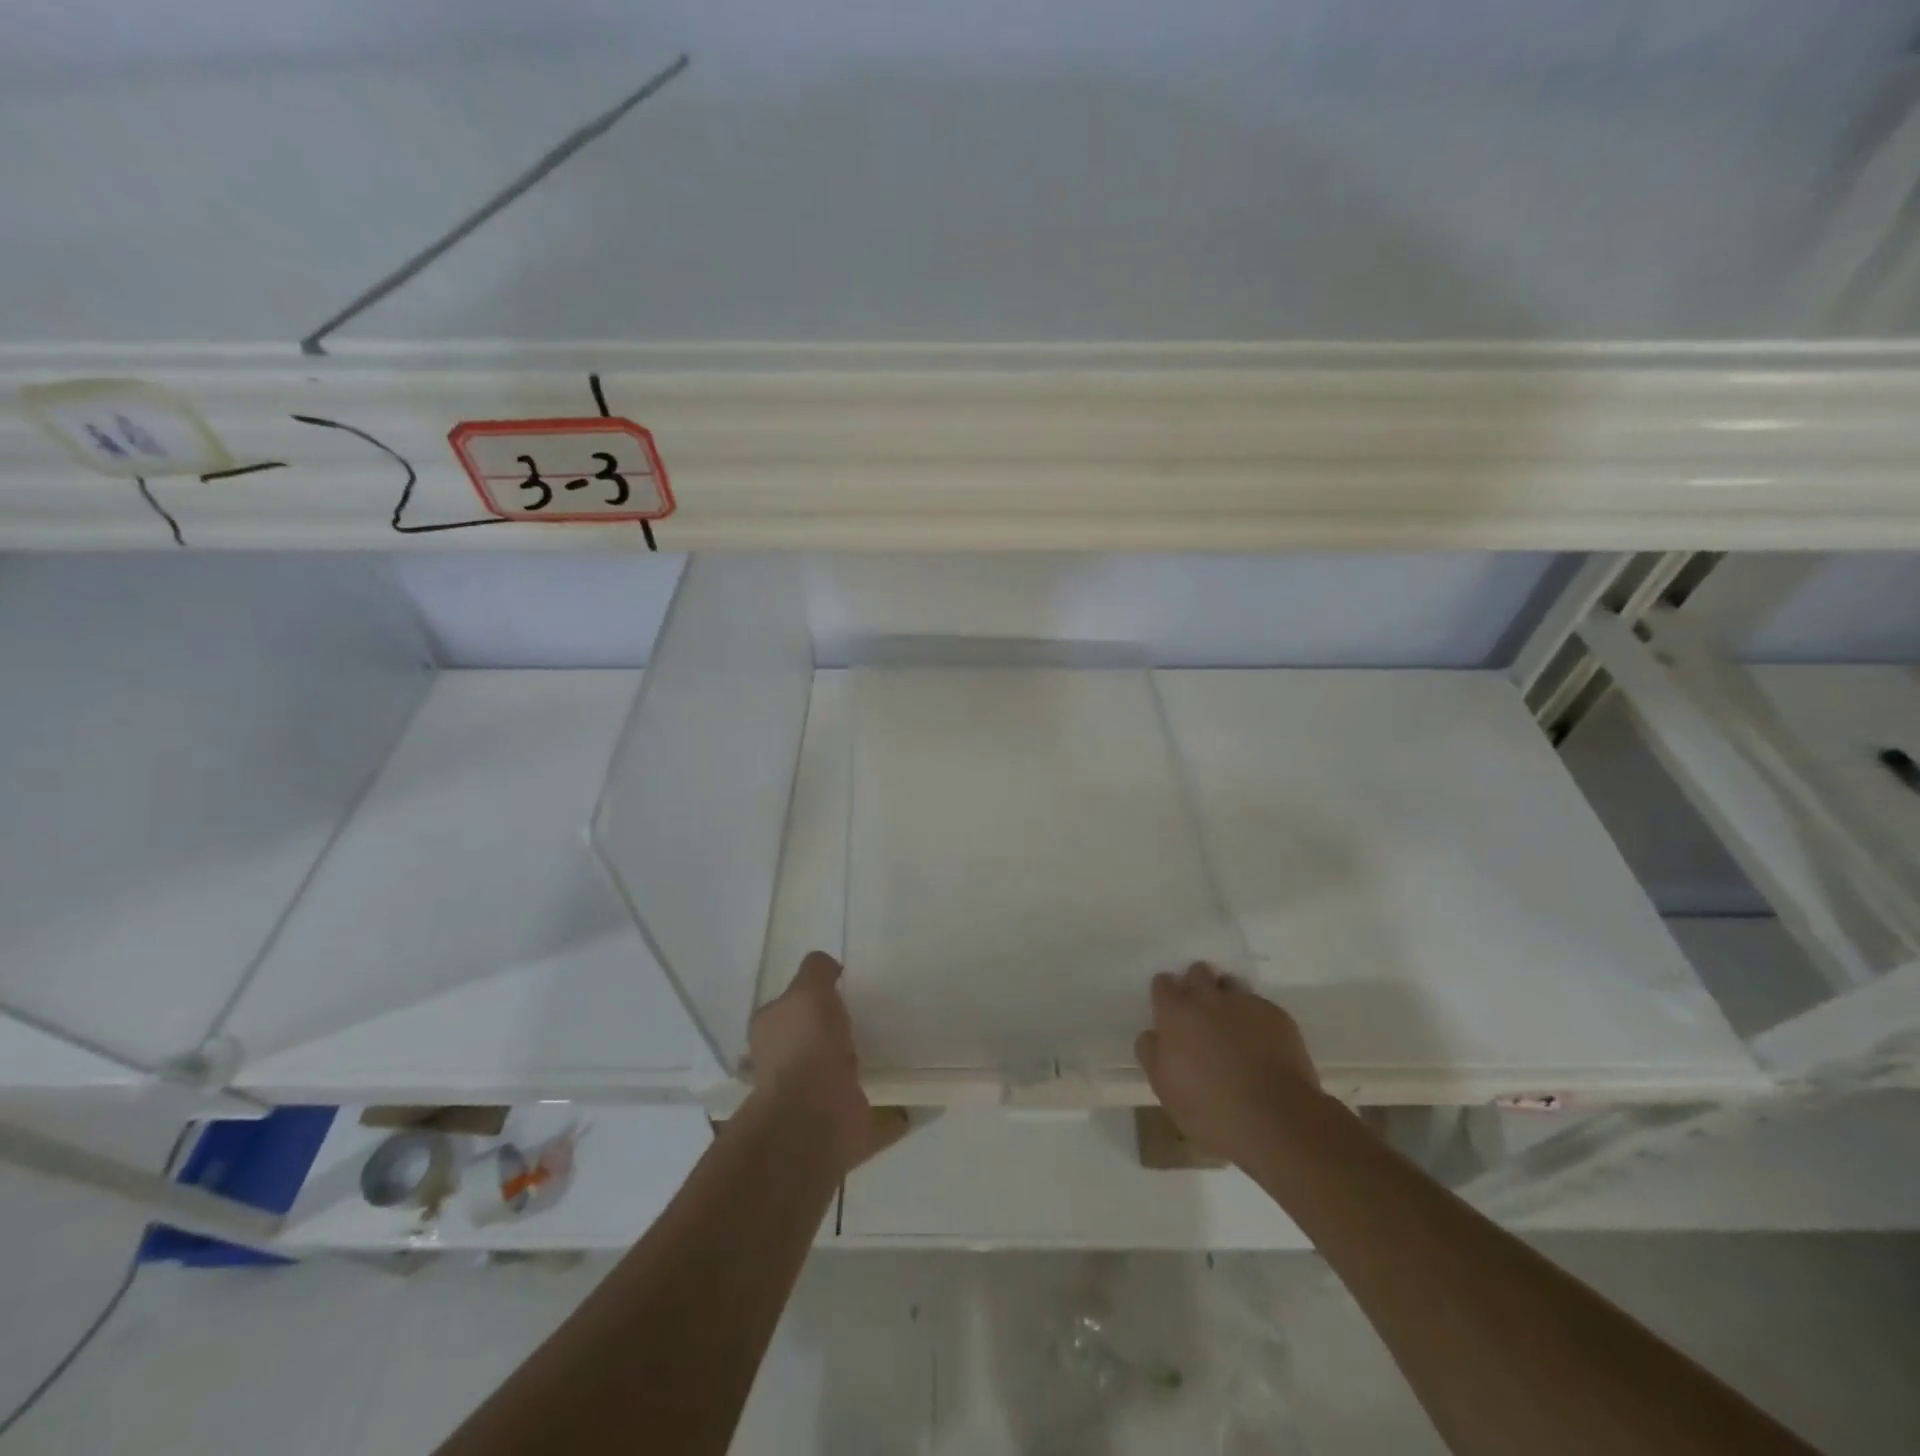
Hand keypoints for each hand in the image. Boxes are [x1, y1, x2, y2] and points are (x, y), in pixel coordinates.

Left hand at [749, 951, 905, 1173]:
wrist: (814, 1116)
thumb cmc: (807, 1044)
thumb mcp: (809, 989)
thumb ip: (817, 972)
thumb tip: (830, 968)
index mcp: (771, 1033)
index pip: (786, 1008)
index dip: (807, 997)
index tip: (838, 989)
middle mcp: (785, 1067)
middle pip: (811, 1043)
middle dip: (832, 1033)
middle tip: (866, 1016)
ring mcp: (813, 1100)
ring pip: (839, 1077)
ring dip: (858, 1068)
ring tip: (890, 1050)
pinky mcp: (843, 1127)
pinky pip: (873, 1115)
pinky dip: (891, 1113)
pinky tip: (912, 1098)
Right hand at [1134, 962, 1322, 1166]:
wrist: (1274, 1120)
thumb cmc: (1208, 1107)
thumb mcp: (1162, 1085)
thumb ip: (1151, 1051)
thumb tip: (1153, 1034)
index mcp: (1175, 1011)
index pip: (1163, 983)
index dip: (1166, 997)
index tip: (1170, 1014)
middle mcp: (1208, 997)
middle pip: (1198, 972)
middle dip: (1197, 986)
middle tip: (1201, 1017)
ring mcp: (1245, 1003)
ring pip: (1231, 984)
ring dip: (1227, 998)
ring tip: (1232, 1028)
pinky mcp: (1277, 1016)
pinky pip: (1260, 1006)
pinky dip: (1256, 1020)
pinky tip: (1261, 1046)